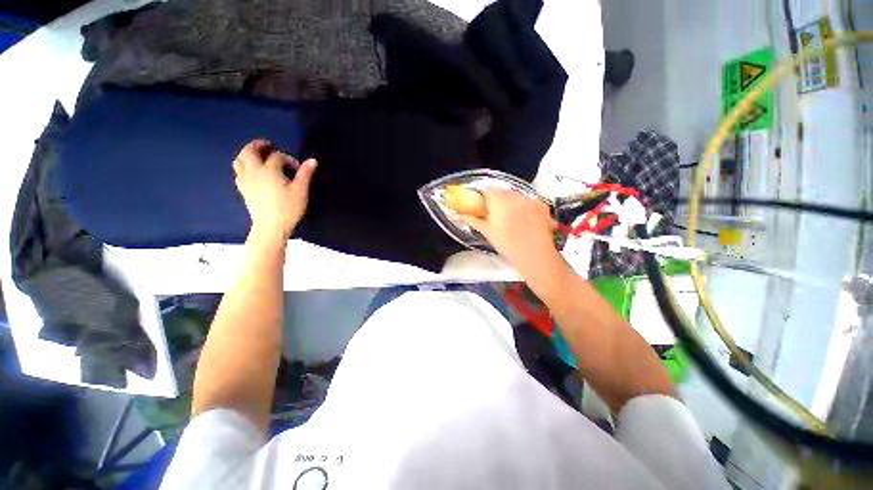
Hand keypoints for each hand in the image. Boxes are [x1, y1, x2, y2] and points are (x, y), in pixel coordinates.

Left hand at [233, 139, 316, 239]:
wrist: (271, 226)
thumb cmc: (288, 209)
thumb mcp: (301, 191)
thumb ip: (305, 174)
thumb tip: (312, 160)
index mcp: (269, 170)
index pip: (277, 157)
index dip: (288, 159)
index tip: (297, 168)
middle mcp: (254, 172)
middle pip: (249, 152)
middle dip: (258, 145)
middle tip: (267, 144)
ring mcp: (246, 181)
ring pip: (239, 161)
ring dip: (247, 154)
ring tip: (256, 156)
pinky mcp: (243, 190)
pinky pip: (238, 172)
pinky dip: (244, 167)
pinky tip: (252, 172)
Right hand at [459, 188, 560, 275]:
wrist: (535, 255)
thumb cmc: (507, 245)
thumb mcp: (488, 232)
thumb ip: (474, 220)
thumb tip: (462, 215)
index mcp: (499, 201)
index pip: (488, 189)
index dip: (483, 195)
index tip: (482, 204)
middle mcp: (515, 196)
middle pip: (502, 190)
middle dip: (497, 199)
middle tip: (495, 213)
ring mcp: (530, 199)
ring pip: (516, 195)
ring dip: (511, 202)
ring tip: (511, 218)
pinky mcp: (542, 205)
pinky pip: (530, 200)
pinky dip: (525, 206)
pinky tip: (525, 219)